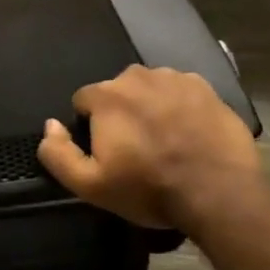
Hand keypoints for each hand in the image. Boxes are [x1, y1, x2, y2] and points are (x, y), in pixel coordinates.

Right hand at [36, 64, 265, 231]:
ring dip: (150, 108)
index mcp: (106, 95)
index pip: (83, 101)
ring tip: (165, 141)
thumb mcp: (90, 185)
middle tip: (137, 149)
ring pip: (150, 89)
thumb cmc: (149, 188)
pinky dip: (180, 107)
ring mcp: (175, 78)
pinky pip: (181, 92)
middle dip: (121, 114)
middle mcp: (137, 76)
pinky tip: (189, 134)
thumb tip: (50, 125)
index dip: (90, 127)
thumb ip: (57, 154)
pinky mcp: (207, 88)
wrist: (219, 193)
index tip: (107, 152)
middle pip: (117, 92)